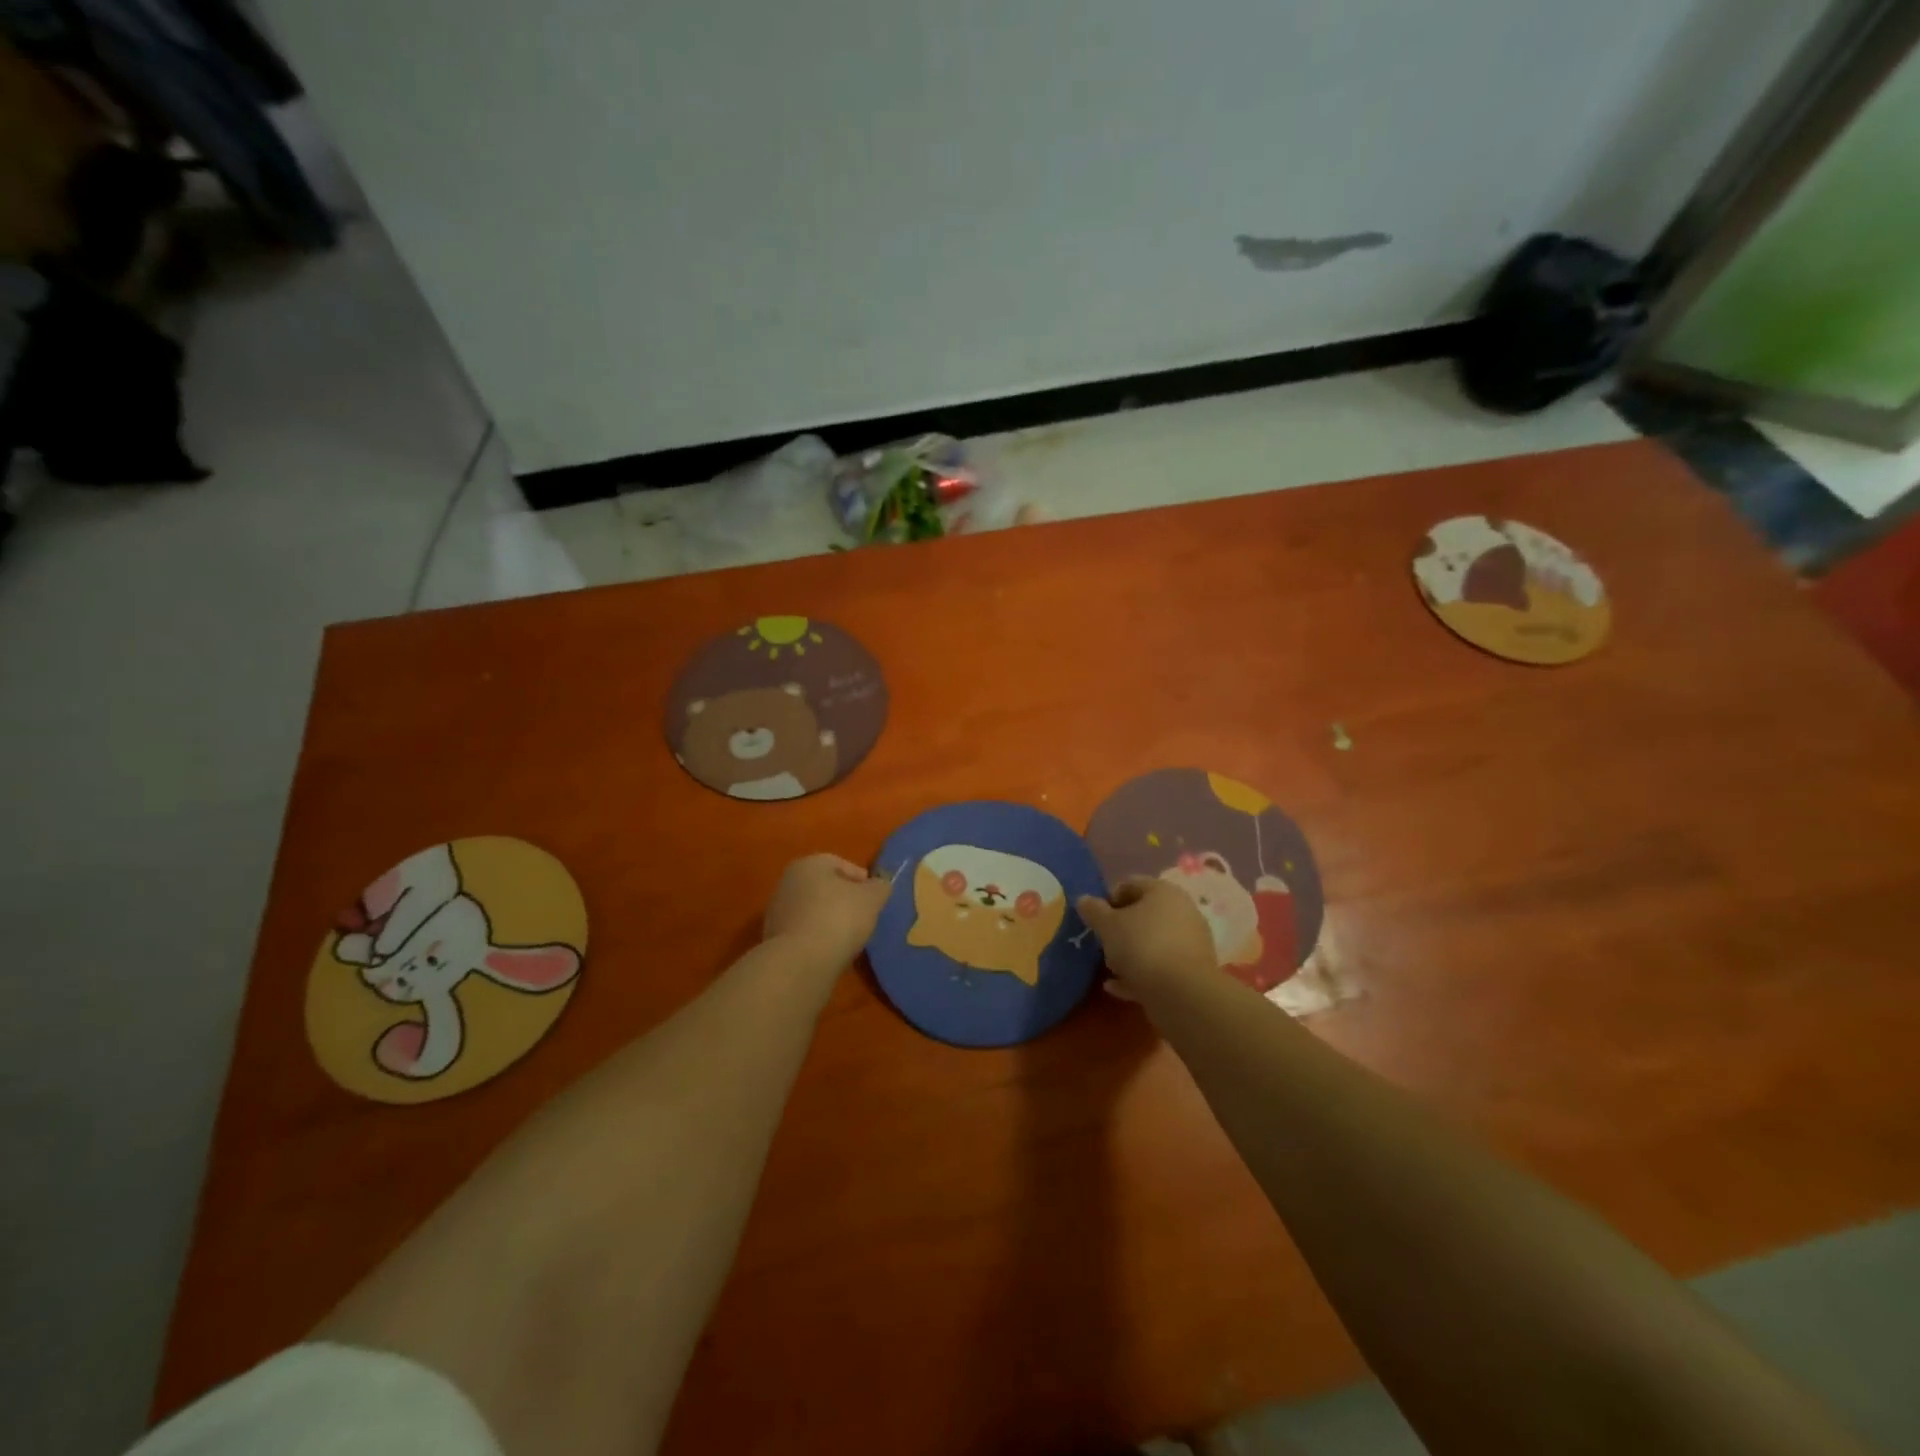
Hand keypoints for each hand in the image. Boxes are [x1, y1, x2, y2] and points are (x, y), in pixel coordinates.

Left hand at [763, 854, 891, 968]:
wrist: (800, 962)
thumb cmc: (839, 918)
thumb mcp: (872, 899)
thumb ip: (879, 888)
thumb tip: (880, 886)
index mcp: (808, 864)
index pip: (839, 863)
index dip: (861, 879)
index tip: (875, 897)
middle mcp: (788, 882)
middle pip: (823, 887)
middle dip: (843, 899)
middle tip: (864, 916)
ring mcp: (777, 912)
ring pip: (812, 910)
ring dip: (829, 920)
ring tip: (849, 937)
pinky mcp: (773, 940)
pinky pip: (804, 933)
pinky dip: (818, 938)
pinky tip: (831, 951)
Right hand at [1077, 878, 1216, 1001]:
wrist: (1183, 994)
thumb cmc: (1142, 946)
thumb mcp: (1108, 926)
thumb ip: (1093, 910)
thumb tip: (1084, 900)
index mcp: (1162, 891)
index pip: (1130, 884)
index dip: (1108, 899)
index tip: (1094, 920)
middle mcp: (1181, 910)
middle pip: (1143, 914)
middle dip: (1120, 929)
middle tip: (1102, 944)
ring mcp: (1190, 941)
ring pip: (1152, 942)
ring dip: (1130, 953)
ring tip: (1110, 969)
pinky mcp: (1192, 970)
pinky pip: (1160, 966)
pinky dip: (1140, 974)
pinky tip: (1117, 987)